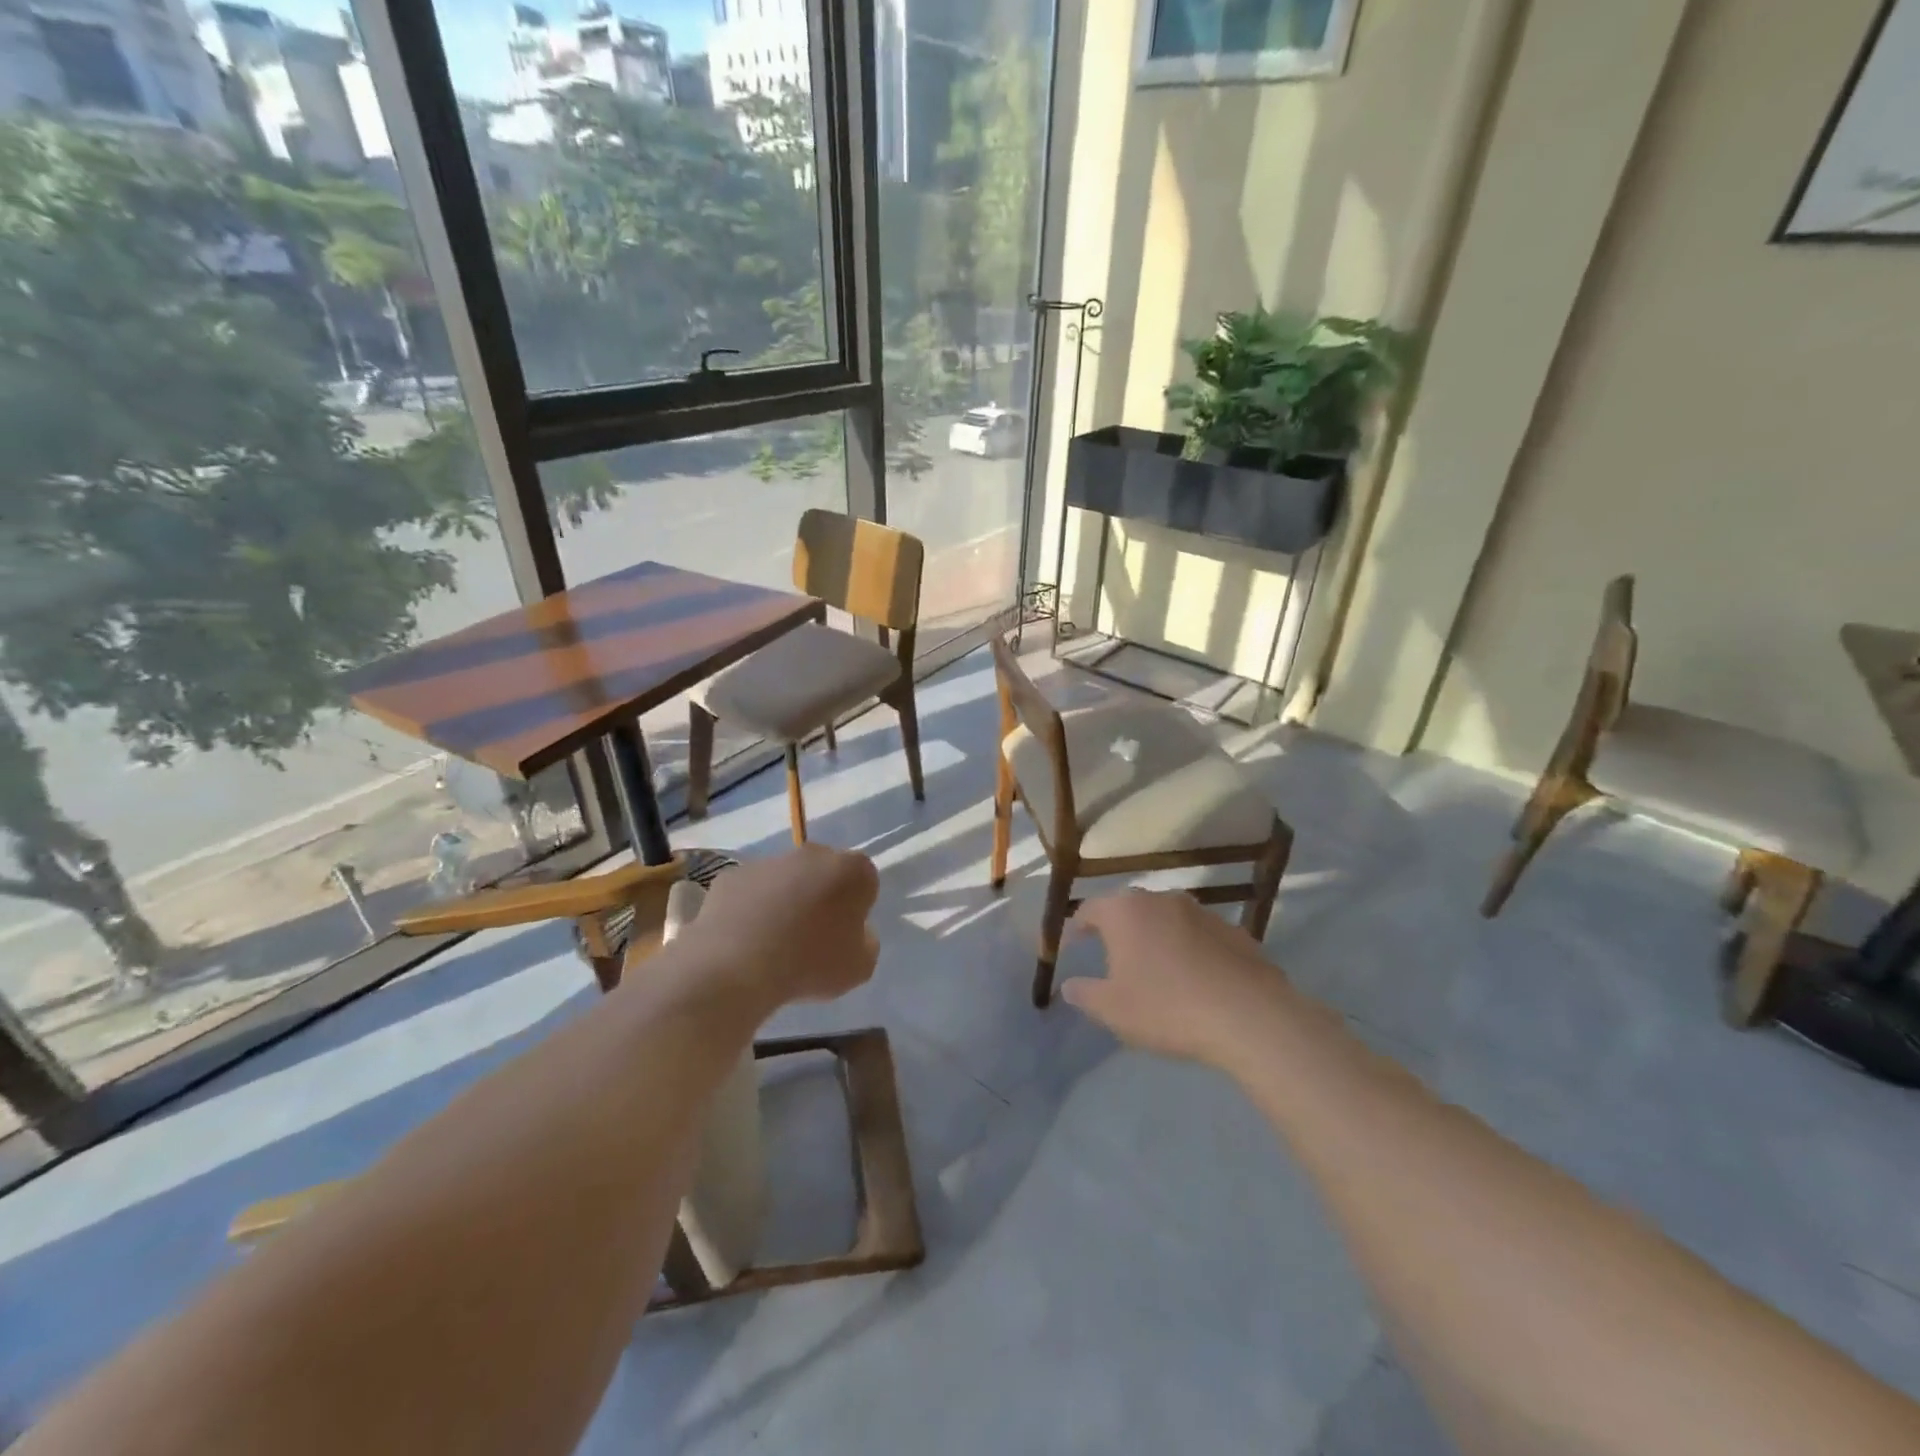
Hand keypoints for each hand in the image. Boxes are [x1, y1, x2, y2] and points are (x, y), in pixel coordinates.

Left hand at [678, 843, 879, 1012]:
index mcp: (852, 870)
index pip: (864, 880)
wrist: (736, 968)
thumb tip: (853, 932)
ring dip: (785, 901)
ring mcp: (769, 862)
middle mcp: (812, 854)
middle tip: (813, 936)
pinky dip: (751, 909)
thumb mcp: (860, 967)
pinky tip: (745, 941)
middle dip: (822, 895)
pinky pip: (750, 891)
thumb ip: (865, 941)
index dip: (857, 906)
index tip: (846, 933)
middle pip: (824, 872)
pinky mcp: (733, 875)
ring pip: (785, 879)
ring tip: (774, 944)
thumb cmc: (810, 965)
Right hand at [1060, 889, 1295, 1069]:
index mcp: (1125, 911)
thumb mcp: (1113, 1010)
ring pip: (1166, 920)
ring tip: (1155, 970)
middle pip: (1129, 909)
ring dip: (1156, 938)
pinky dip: (1189, 950)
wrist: (1249, 1017)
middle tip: (1111, 958)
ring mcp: (1202, 912)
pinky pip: (1199, 936)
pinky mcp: (1234, 931)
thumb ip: (1085, 994)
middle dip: (1117, 931)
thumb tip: (1069, 985)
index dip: (1075, 930)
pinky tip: (1195, 979)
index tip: (1069, 949)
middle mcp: (1161, 899)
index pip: (1088, 910)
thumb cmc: (1167, 1008)